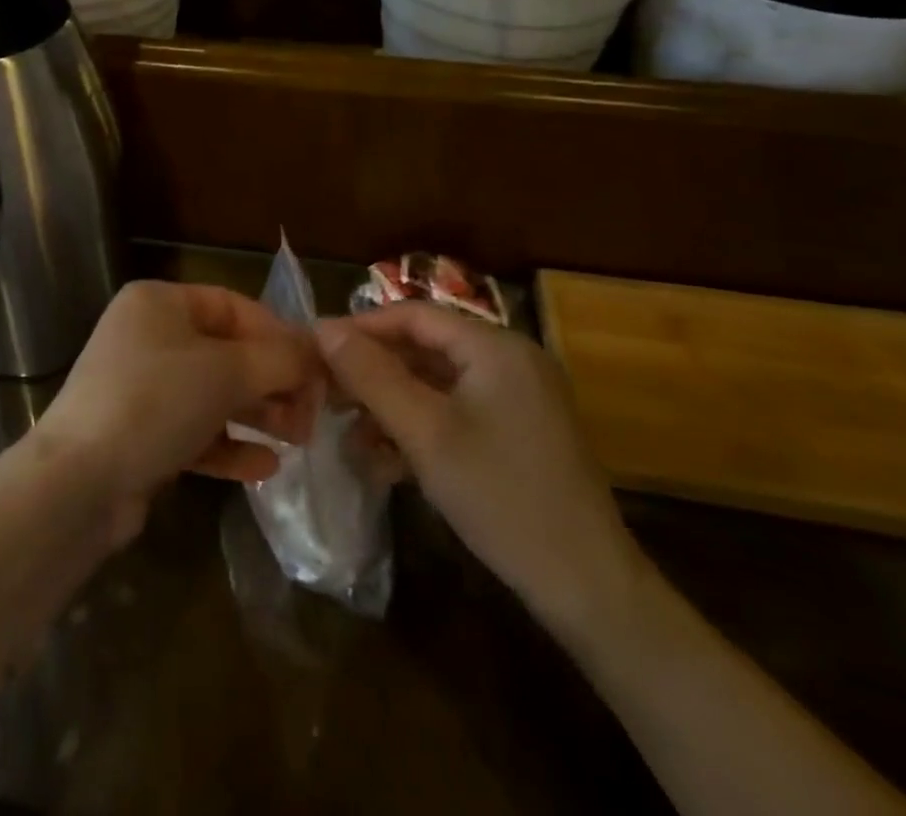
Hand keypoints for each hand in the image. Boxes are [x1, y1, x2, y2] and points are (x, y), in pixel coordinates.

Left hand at [35, 281, 319, 542]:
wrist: (79, 483)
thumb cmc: (155, 403)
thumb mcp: (226, 371)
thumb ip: (279, 359)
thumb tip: (317, 355)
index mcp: (160, 303)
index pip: (234, 306)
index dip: (278, 334)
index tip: (316, 368)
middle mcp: (148, 337)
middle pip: (226, 352)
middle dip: (272, 381)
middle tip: (311, 413)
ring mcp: (141, 388)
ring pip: (213, 394)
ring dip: (257, 414)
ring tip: (297, 439)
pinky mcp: (139, 435)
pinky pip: (195, 431)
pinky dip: (229, 445)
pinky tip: (265, 467)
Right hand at [315, 304, 644, 638]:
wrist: (589, 589)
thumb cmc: (501, 496)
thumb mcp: (424, 432)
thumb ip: (371, 375)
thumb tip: (323, 327)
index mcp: (495, 347)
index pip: (414, 315)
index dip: (361, 327)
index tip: (316, 349)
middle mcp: (510, 361)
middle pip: (425, 348)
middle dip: (374, 371)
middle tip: (327, 393)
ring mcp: (519, 399)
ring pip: (438, 384)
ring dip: (393, 404)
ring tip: (351, 432)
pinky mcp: (520, 434)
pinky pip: (458, 413)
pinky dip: (421, 428)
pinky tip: (387, 460)